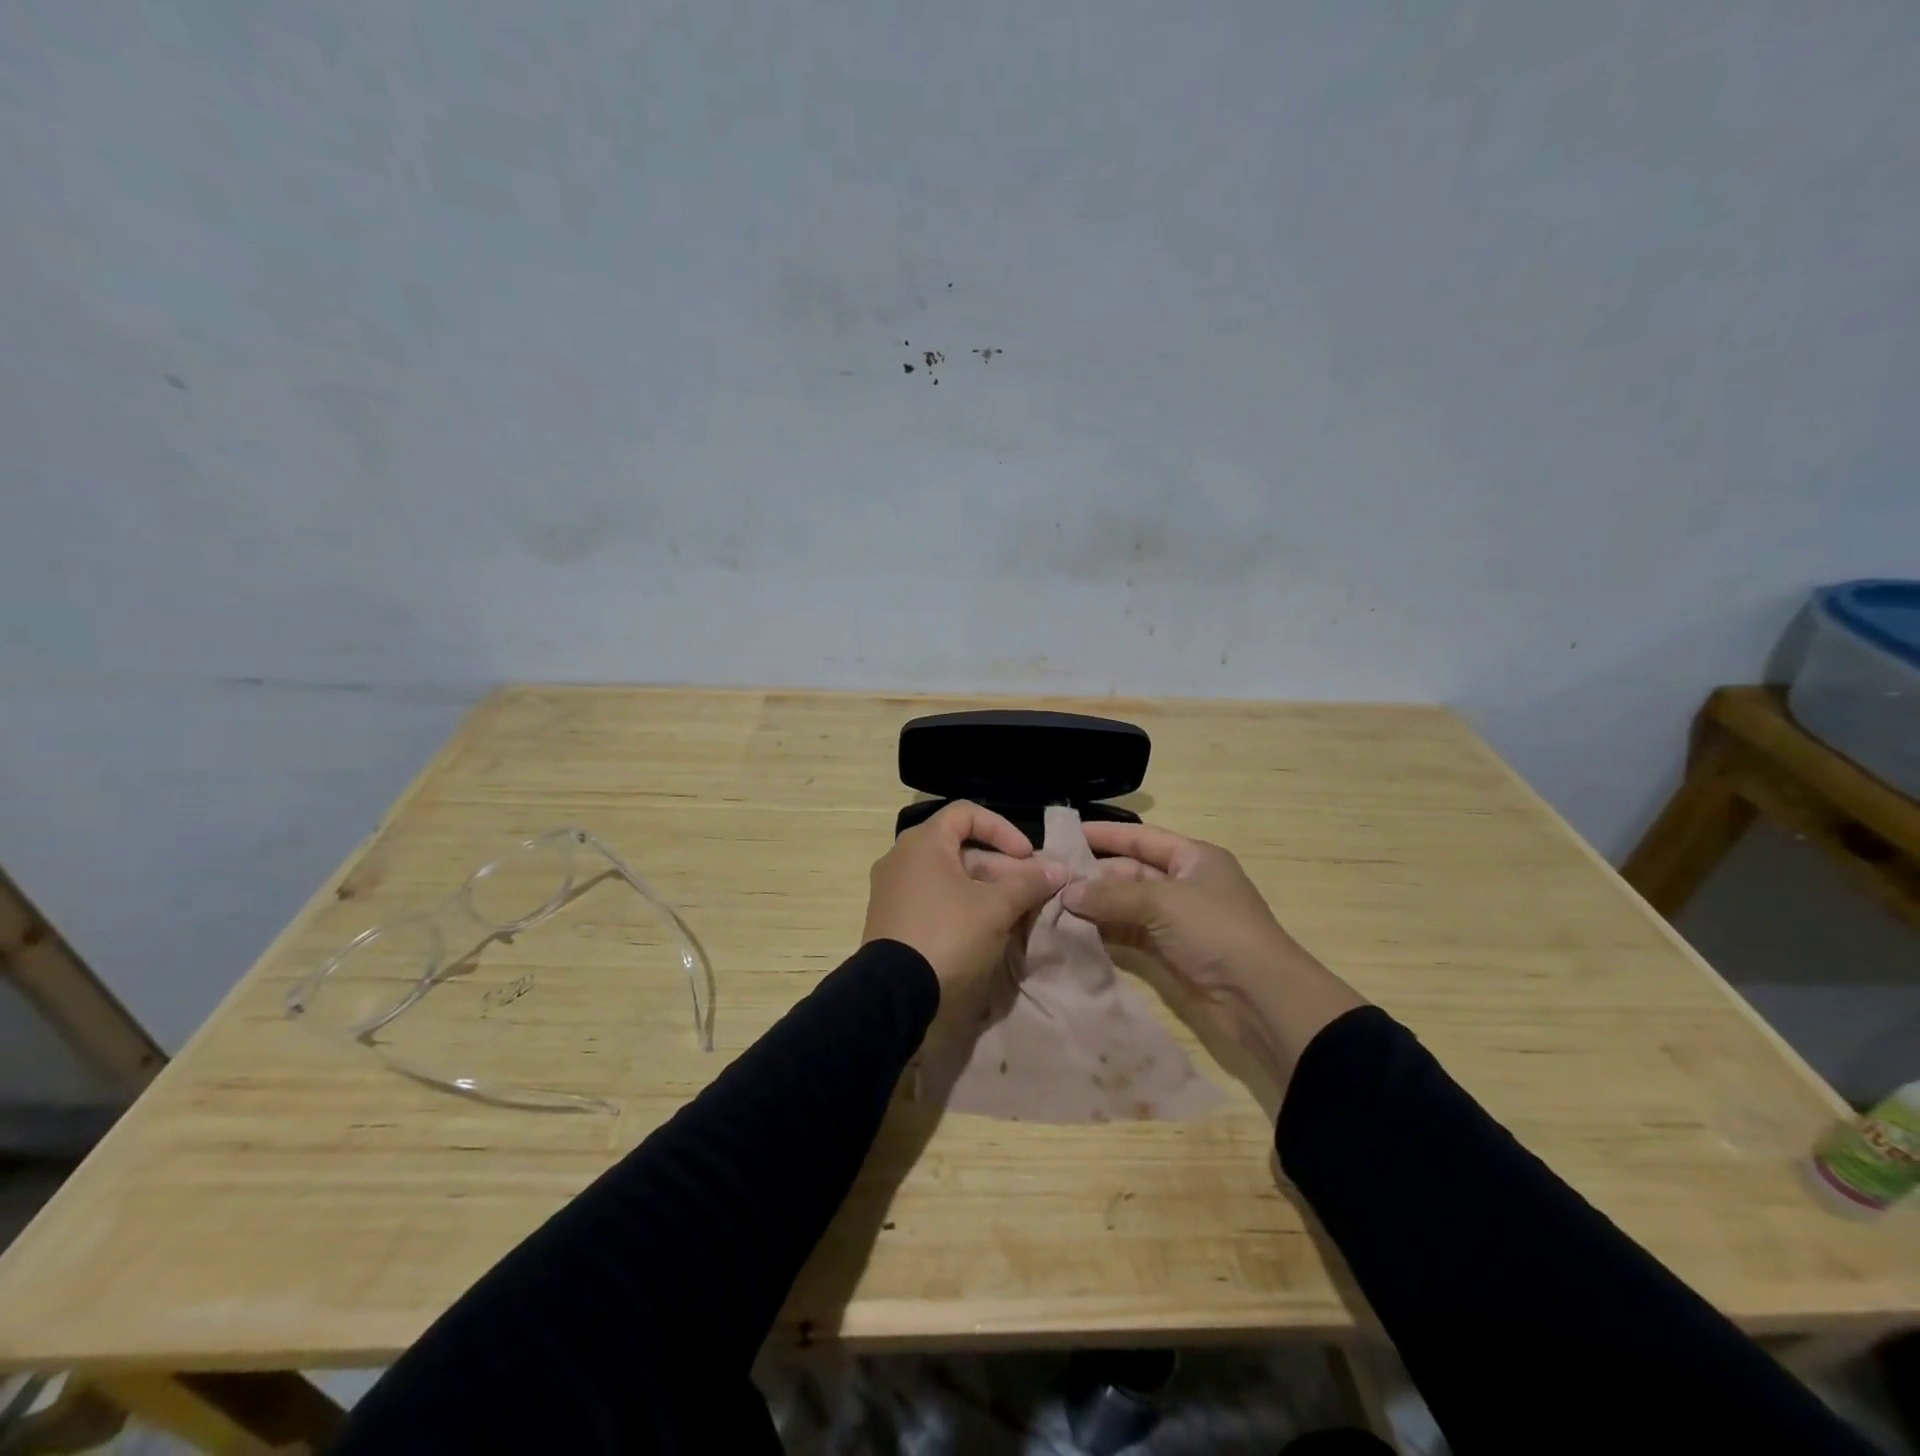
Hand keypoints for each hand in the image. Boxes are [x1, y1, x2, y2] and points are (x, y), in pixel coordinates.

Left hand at [863, 801, 1066, 1003]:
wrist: (894, 994)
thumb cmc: (948, 934)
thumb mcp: (996, 907)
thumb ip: (1028, 883)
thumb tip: (1059, 868)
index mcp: (923, 842)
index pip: (967, 813)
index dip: (1002, 829)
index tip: (1027, 856)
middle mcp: (902, 858)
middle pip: (960, 849)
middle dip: (1002, 867)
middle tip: (1031, 891)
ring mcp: (892, 890)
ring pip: (949, 878)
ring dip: (986, 889)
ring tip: (1016, 912)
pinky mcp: (892, 920)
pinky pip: (933, 900)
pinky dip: (962, 906)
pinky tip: (987, 931)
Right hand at [1063, 822, 1364, 1089]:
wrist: (1261, 998)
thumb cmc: (1216, 930)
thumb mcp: (1163, 902)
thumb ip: (1112, 895)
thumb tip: (1066, 893)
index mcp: (1194, 858)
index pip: (1141, 837)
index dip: (1105, 834)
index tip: (1066, 833)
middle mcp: (1184, 884)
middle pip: (1130, 872)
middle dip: (1093, 875)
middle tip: (1050, 878)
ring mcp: (1177, 921)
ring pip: (1127, 905)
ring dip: (1095, 906)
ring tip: (1052, 905)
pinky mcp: (1170, 953)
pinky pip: (1130, 934)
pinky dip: (1105, 932)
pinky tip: (1074, 932)